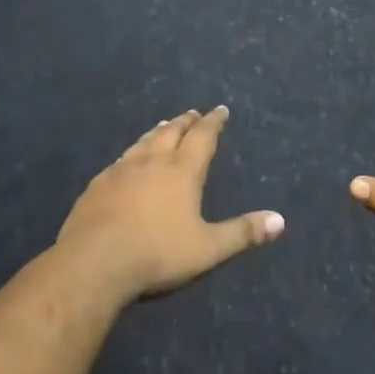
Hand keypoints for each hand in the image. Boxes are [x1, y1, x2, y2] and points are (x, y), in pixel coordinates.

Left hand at [58, 107, 283, 302]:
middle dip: (185, 121)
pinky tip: (127, 161)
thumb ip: (242, 233)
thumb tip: (280, 220)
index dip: (214, 122)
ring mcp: (121, 170)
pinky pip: (120, 160)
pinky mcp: (97, 185)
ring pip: (143, 142)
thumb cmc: (157, 254)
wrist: (93, 263)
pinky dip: (132, 153)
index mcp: (182, 171)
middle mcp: (152, 161)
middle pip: (171, 132)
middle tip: (193, 113)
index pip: (203, 137)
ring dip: (157, 132)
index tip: (220, 110)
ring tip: (163, 126)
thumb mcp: (207, 249)